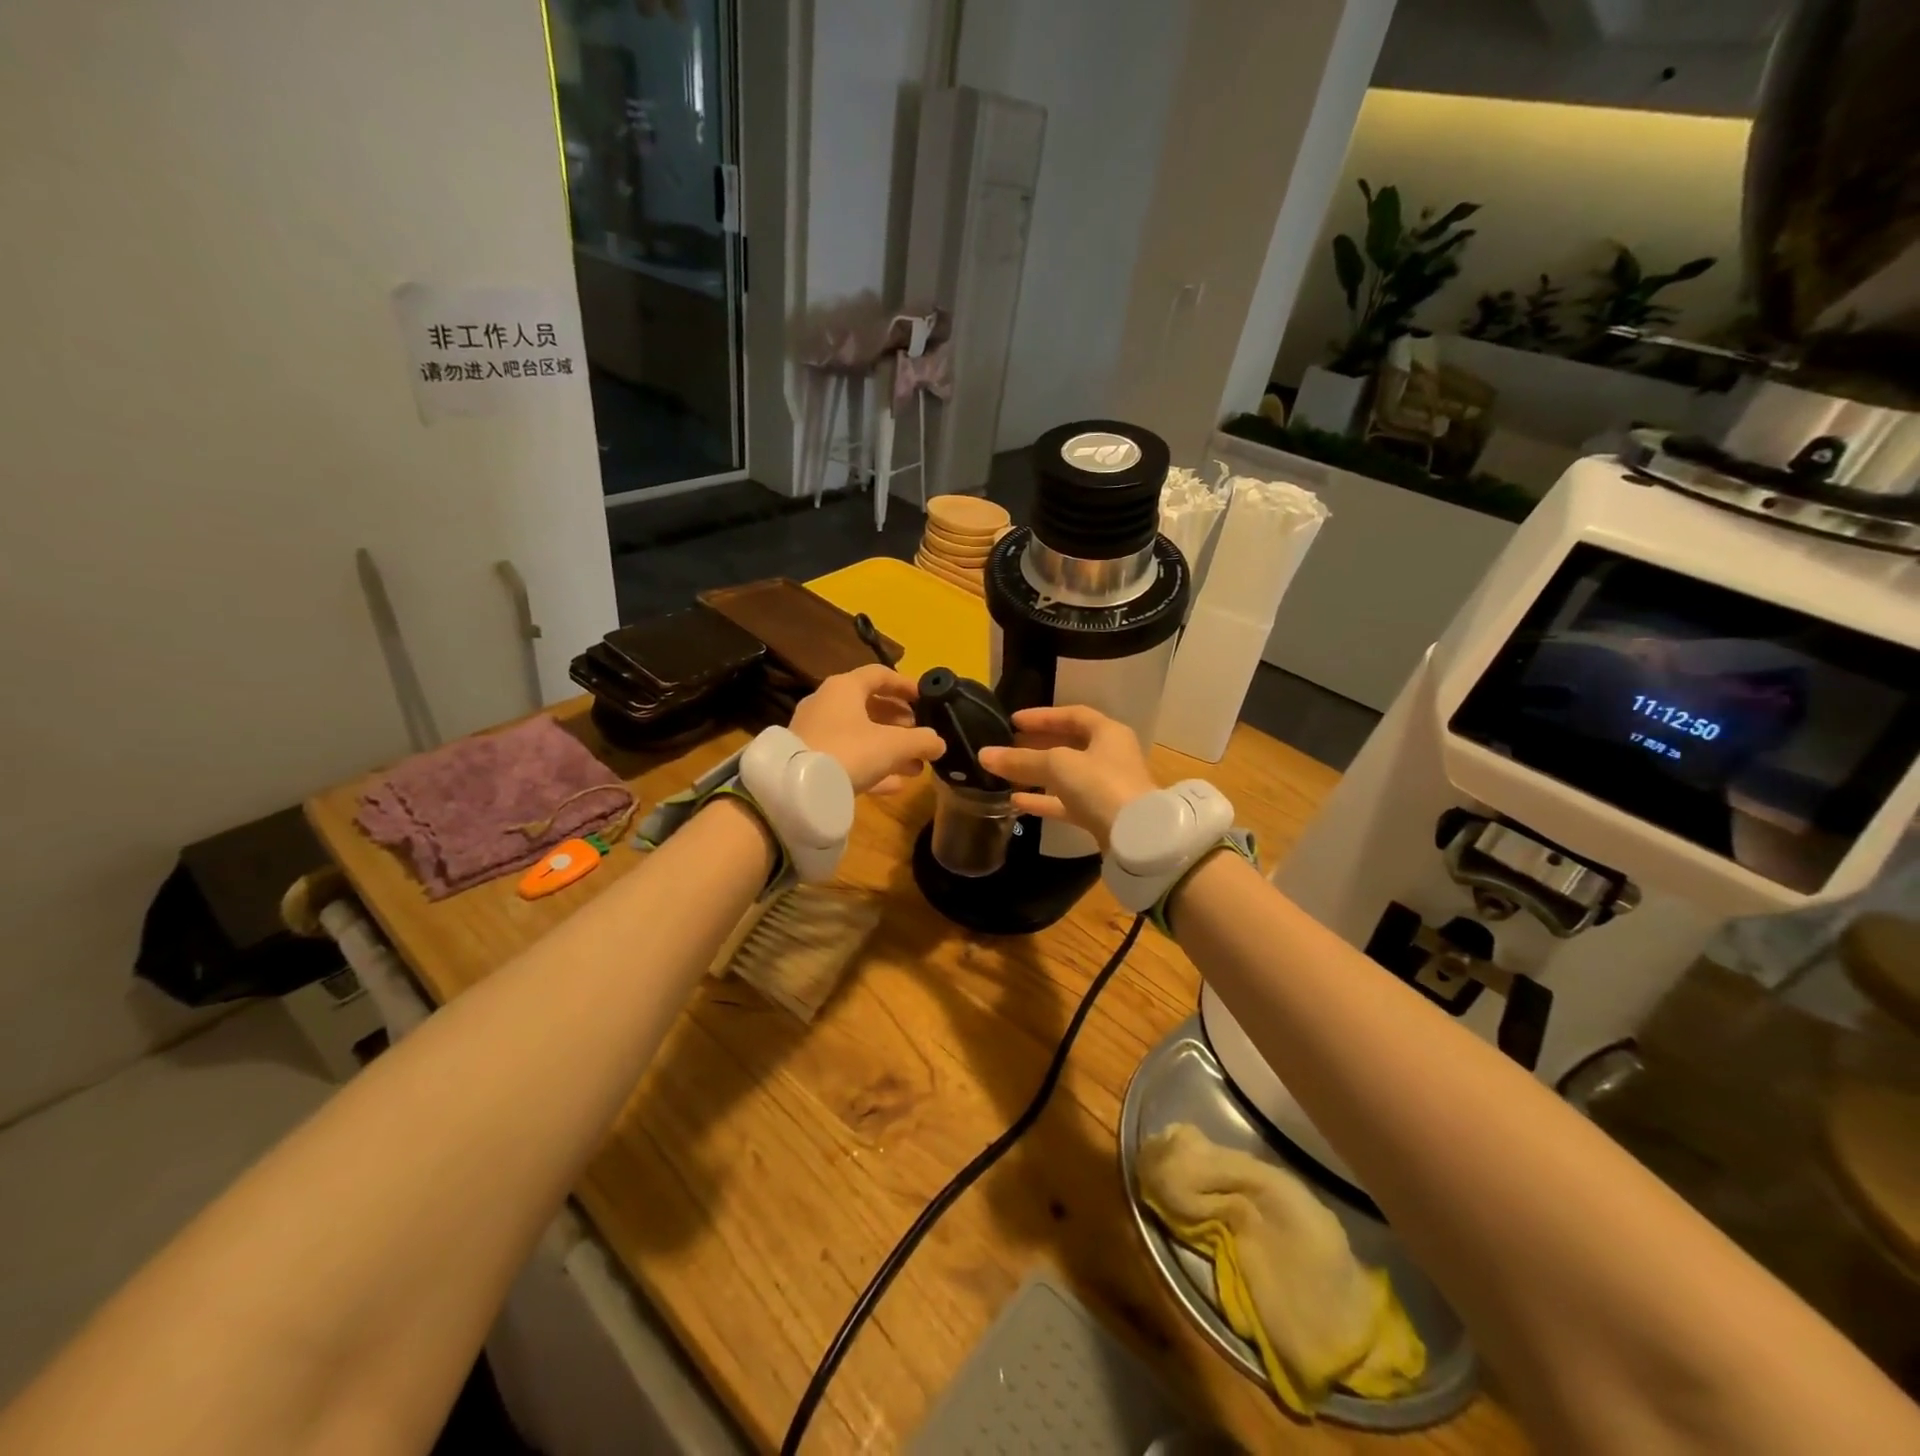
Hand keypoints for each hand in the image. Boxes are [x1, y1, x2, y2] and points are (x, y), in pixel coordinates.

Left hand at [789, 665, 946, 794]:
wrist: (797, 789)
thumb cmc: (850, 751)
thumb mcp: (894, 745)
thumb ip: (922, 741)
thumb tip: (940, 743)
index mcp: (845, 688)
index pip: (880, 675)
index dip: (906, 685)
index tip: (925, 699)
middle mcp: (827, 703)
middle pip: (870, 706)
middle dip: (900, 723)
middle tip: (921, 736)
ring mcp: (815, 732)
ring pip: (860, 735)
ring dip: (889, 748)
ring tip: (915, 766)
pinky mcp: (810, 759)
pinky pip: (848, 756)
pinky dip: (871, 766)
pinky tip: (894, 785)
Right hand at [978, 705, 1157, 849]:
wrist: (1136, 837)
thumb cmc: (1100, 785)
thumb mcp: (1057, 765)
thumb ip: (1021, 760)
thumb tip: (984, 755)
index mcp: (1108, 733)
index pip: (1073, 715)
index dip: (1042, 716)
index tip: (1013, 721)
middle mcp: (1110, 756)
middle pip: (1069, 745)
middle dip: (1036, 746)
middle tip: (1007, 746)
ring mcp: (1106, 787)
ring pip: (1066, 776)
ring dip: (1037, 774)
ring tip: (1006, 774)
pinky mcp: (1100, 815)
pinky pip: (1066, 802)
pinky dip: (1043, 800)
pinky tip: (1016, 802)